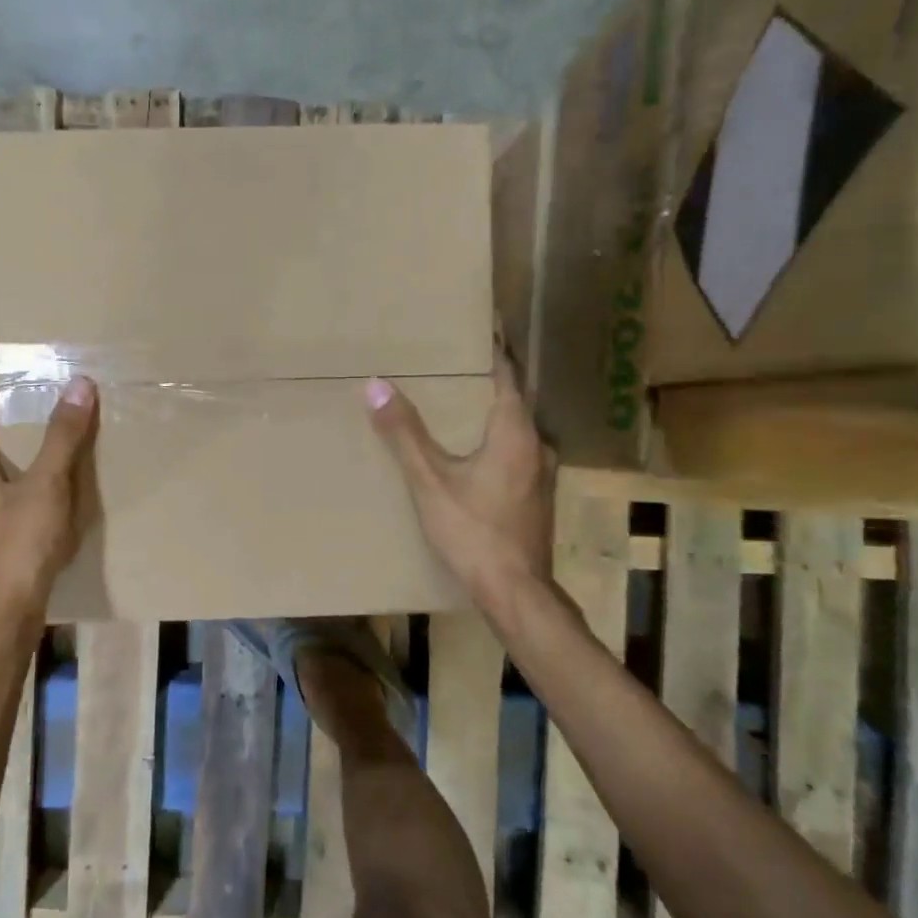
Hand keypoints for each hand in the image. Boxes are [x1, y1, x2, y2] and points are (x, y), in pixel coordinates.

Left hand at [0, 377, 97, 626]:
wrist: (5, 616)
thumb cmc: (22, 543)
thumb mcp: (48, 484)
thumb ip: (62, 436)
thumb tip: (78, 383)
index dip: (6, 394)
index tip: (35, 379)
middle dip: (21, 430)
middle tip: (58, 413)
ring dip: (23, 465)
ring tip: (59, 455)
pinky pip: (3, 507)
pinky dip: (24, 494)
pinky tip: (48, 503)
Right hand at [366, 356, 552, 611]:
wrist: (515, 591)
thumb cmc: (473, 531)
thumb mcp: (430, 481)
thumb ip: (404, 433)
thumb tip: (376, 385)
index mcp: (515, 432)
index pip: (507, 375)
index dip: (493, 350)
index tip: (479, 327)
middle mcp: (536, 445)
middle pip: (512, 401)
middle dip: (485, 382)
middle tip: (455, 365)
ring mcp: (542, 474)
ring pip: (515, 430)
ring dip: (491, 414)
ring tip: (458, 406)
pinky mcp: (537, 497)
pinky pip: (516, 454)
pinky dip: (495, 441)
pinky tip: (473, 454)